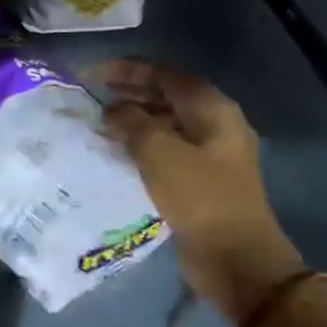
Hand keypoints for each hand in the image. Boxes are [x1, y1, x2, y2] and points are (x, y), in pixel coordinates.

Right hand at [99, 60, 304, 324]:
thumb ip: (131, 122)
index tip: (91, 74)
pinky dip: (140, 145)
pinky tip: (115, 154)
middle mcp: (214, 124)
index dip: (127, 69)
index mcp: (212, 109)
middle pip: (167, 96)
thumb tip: (112, 110)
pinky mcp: (200, 179)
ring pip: (165, 123)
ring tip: (97, 125)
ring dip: (133, 120)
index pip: (165, 74)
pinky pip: (166, 150)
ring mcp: (210, 153)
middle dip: (129, 93)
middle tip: (91, 96)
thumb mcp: (159, 152)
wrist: (235, 256)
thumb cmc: (198, 197)